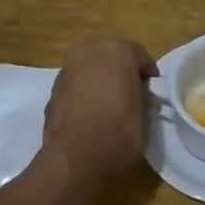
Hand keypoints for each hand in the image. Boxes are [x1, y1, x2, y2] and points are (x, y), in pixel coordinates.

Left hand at [43, 37, 158, 181]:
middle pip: (111, 58)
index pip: (140, 57)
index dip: (148, 75)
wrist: (78, 155)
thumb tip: (139, 95)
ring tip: (108, 108)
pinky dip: (83, 96)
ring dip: (99, 83)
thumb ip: (142, 95)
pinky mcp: (52, 91)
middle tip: (129, 96)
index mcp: (117, 49)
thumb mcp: (145, 112)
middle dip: (120, 73)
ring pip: (90, 72)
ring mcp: (67, 70)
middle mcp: (89, 51)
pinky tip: (89, 117)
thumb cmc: (121, 129)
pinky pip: (75, 89)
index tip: (152, 92)